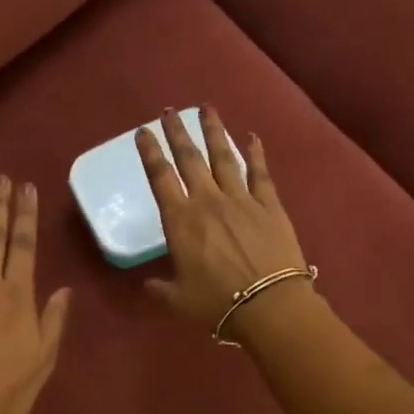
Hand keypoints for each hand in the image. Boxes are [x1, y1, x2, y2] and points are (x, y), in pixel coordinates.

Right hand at [136, 107, 310, 338]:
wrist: (269, 305)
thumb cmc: (217, 304)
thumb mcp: (178, 300)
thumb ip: (160, 289)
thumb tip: (148, 286)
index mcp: (180, 221)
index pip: (160, 177)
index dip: (150, 153)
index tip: (143, 132)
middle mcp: (208, 201)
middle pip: (189, 159)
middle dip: (177, 133)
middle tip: (168, 111)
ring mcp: (241, 199)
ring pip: (224, 157)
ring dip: (214, 131)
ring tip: (206, 108)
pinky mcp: (269, 206)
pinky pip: (260, 173)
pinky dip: (256, 153)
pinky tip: (252, 136)